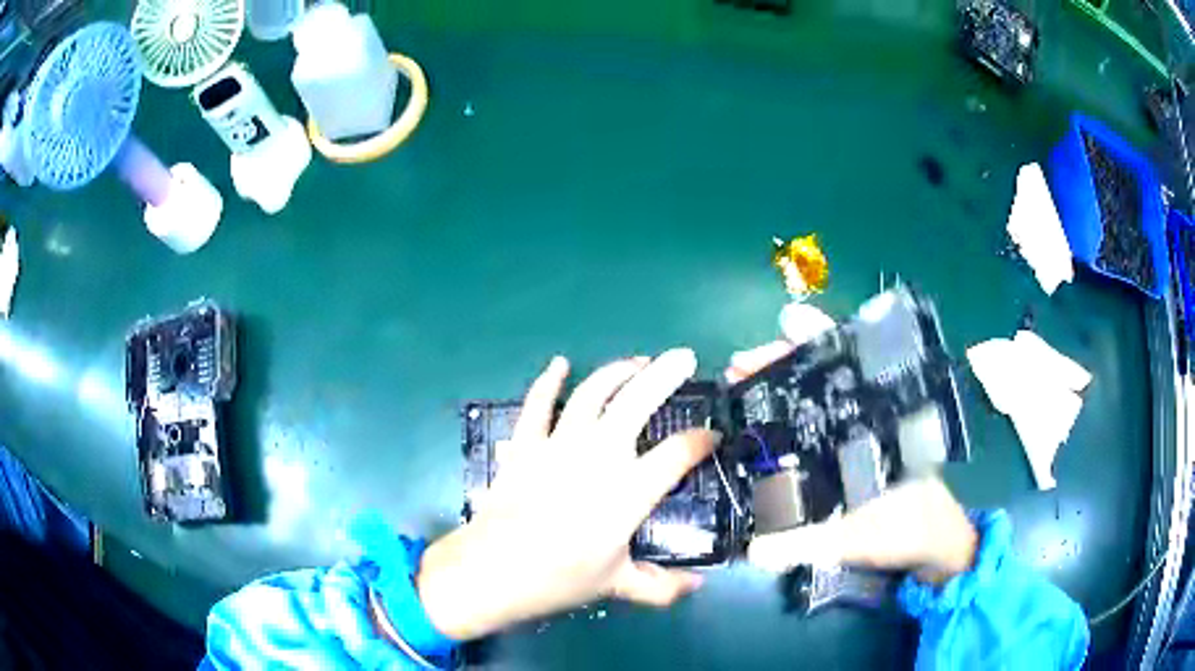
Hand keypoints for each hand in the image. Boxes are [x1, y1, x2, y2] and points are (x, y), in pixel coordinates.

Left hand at [416, 350, 720, 639]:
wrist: (492, 570)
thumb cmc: (559, 579)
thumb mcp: (617, 586)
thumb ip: (662, 587)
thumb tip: (697, 586)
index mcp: (629, 491)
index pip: (678, 454)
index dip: (701, 441)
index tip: (712, 436)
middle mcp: (599, 456)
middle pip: (638, 402)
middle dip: (666, 375)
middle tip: (684, 357)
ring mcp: (559, 445)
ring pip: (593, 393)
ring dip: (617, 371)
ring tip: (638, 362)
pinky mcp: (526, 445)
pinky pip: (539, 404)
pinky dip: (549, 381)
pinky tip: (560, 364)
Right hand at [725, 341, 977, 582]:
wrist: (934, 548)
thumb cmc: (913, 530)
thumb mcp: (866, 537)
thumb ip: (815, 544)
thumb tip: (754, 549)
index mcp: (885, 420)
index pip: (851, 361)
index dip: (819, 337)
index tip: (786, 323)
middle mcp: (872, 417)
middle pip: (825, 372)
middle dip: (782, 360)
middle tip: (739, 365)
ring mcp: (860, 436)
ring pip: (818, 396)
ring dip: (780, 383)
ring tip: (739, 382)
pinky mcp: (850, 457)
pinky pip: (814, 426)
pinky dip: (787, 416)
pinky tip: (759, 421)